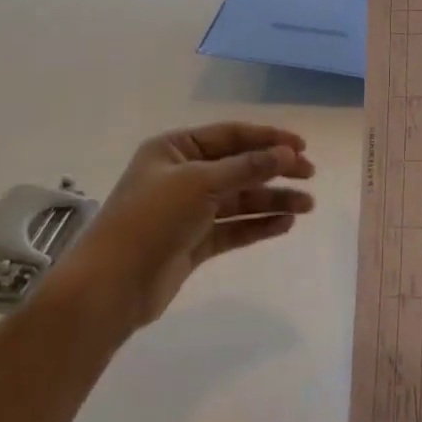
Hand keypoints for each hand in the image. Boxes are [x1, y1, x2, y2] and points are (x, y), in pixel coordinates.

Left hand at [42, 122, 314, 341]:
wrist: (111, 286)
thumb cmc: (152, 219)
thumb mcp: (201, 183)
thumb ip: (247, 167)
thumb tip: (288, 152)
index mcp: (175, 149)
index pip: (231, 135)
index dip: (268, 139)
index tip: (302, 146)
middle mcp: (182, 175)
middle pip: (239, 166)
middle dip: (275, 169)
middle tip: (310, 175)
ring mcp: (189, 210)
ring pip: (240, 198)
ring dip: (273, 199)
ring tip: (307, 206)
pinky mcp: (195, 242)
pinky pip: (234, 227)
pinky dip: (259, 224)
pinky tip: (285, 224)